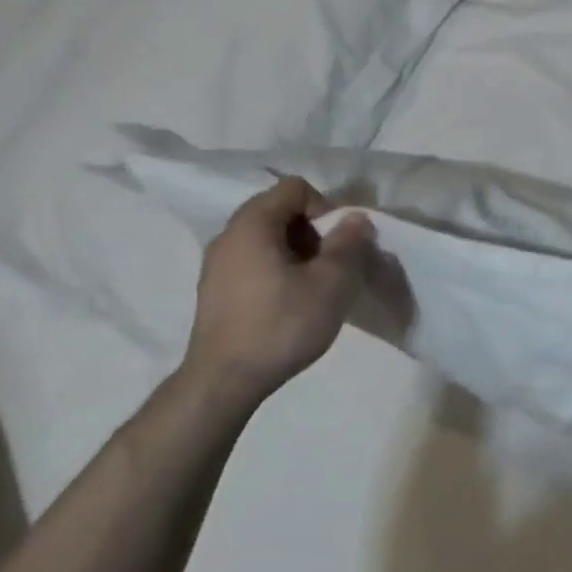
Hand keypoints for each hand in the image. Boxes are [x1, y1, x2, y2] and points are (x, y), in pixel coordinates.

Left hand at [182, 177, 374, 406]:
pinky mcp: (216, 290)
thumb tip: (356, 219)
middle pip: (280, 210)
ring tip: (314, 285)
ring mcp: (217, 264)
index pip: (294, 188)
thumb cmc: (281, 325)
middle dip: (313, 230)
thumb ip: (349, 243)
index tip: (337, 242)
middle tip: (330, 263)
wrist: (224, 383)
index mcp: (252, 225)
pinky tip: (290, 301)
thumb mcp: (331, 282)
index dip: (325, 206)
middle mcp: (228, 236)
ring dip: (298, 250)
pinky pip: (254, 260)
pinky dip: (278, 268)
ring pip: (267, 237)